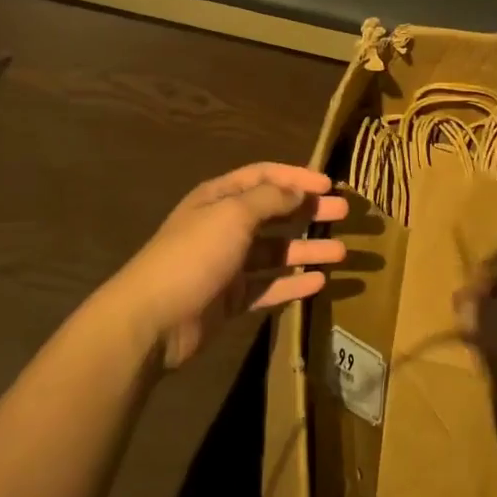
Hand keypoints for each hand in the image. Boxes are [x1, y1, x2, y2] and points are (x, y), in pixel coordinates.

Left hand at [109, 163, 347, 367]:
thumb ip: (269, 200)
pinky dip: (292, 284)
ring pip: (275, 253)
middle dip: (308, 212)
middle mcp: (224, 227)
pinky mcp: (230, 299)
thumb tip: (299, 190)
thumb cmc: (194, 255)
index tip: (329, 184)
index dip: (296, 177)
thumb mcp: (233, 216)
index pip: (263, 177)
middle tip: (344, 213)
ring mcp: (227, 265)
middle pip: (273, 213)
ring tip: (342, 253)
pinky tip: (320, 283)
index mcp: (219, 198)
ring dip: (307, 251)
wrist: (153, 319)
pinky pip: (268, 287)